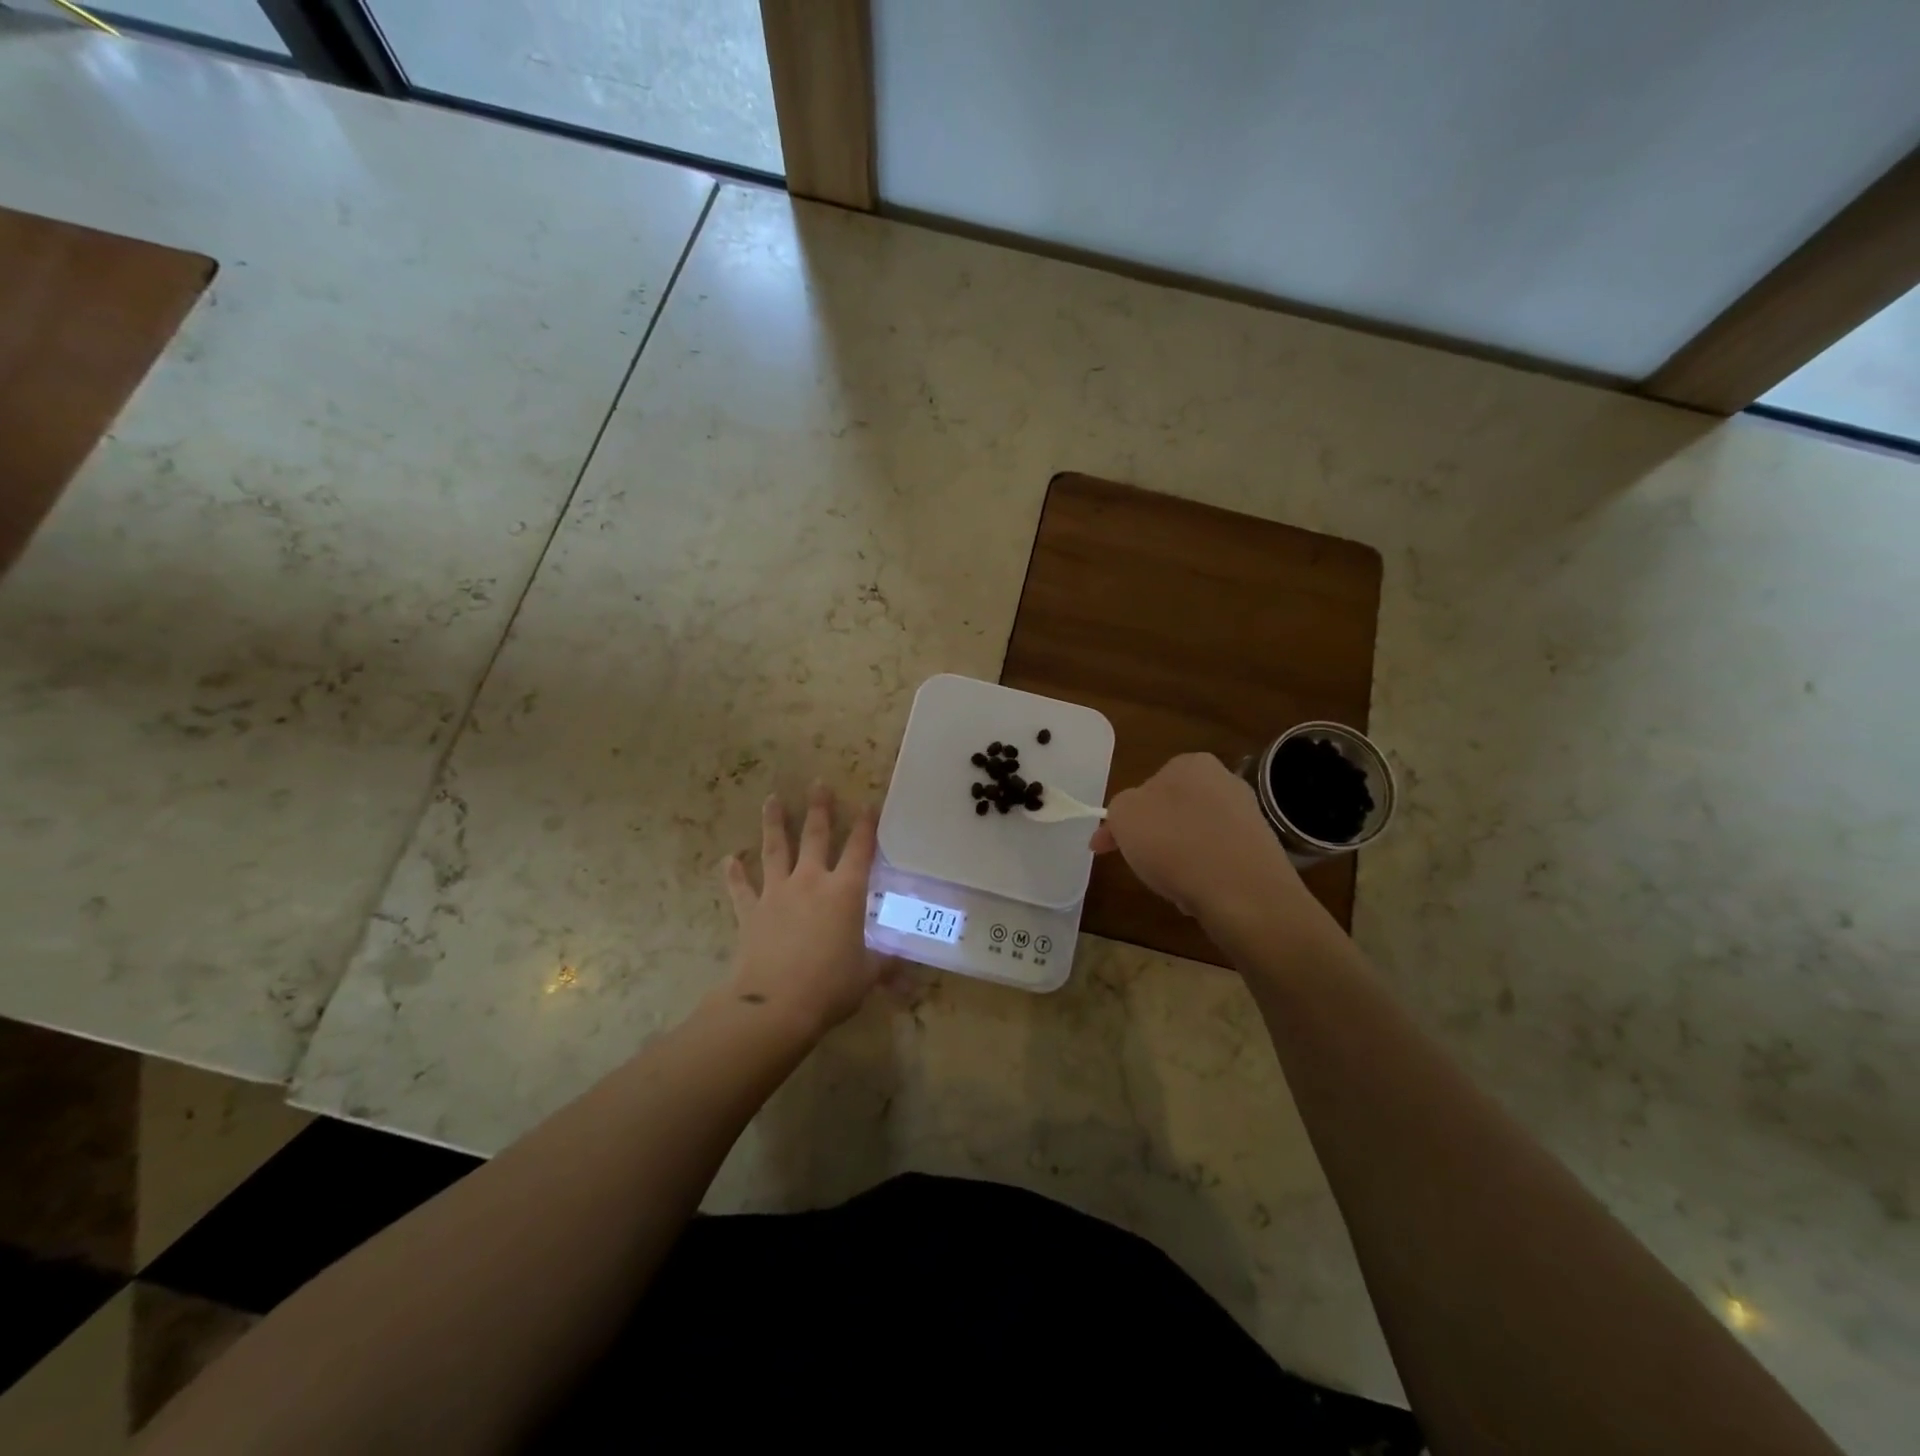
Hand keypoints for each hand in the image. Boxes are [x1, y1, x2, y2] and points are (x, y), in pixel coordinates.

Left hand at [722, 783, 885, 1036]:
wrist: (775, 1005)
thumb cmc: (830, 986)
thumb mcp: (867, 975)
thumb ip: (885, 964)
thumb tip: (908, 969)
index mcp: (845, 892)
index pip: (860, 849)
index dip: (866, 825)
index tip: (868, 804)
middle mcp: (811, 882)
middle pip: (815, 836)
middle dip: (819, 808)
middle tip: (818, 783)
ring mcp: (777, 893)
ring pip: (775, 850)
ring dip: (774, 823)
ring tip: (772, 799)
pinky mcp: (751, 912)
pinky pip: (741, 888)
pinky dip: (734, 873)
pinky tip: (729, 859)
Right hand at [1091, 753, 1312, 926]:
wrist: (1244, 893)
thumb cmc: (1175, 844)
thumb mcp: (1123, 817)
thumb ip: (1118, 810)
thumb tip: (1128, 818)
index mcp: (1191, 763)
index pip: (1146, 786)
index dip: (1122, 818)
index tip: (1106, 846)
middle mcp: (1224, 781)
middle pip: (1172, 812)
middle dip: (1153, 838)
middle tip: (1139, 864)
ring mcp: (1248, 816)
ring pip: (1194, 838)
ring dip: (1177, 859)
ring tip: (1170, 886)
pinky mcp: (1261, 851)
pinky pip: (1218, 861)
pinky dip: (1204, 876)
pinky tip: (1199, 894)